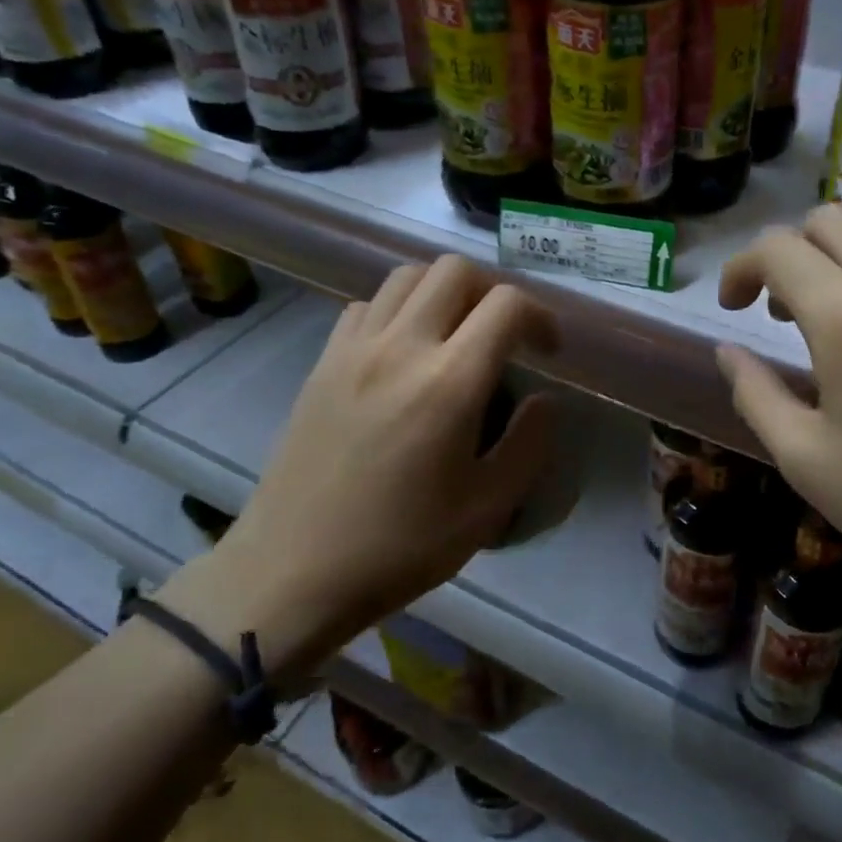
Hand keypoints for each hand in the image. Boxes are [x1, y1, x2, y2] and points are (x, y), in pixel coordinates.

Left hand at [166, 256, 558, 680]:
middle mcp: (401, 347)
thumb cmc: (399, 546)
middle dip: (493, 292)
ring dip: (444, 291)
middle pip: (455, 270)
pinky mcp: (322, 362)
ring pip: (407, 276)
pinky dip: (397, 309)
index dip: (541, 316)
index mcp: (449, 382)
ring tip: (457, 333)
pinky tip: (404, 351)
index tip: (548, 351)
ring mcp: (354, 349)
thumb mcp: (487, 508)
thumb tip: (544, 399)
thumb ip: (529, 444)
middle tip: (504, 334)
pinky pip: (366, 305)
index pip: (507, 304)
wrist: (292, 571)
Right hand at [716, 205, 841, 604]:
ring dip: (835, 258)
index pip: (777, 248)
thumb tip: (729, 353)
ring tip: (830, 319)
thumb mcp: (805, 459)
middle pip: (827, 221)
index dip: (740, 268)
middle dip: (787, 253)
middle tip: (779, 313)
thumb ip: (755, 395)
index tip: (733, 309)